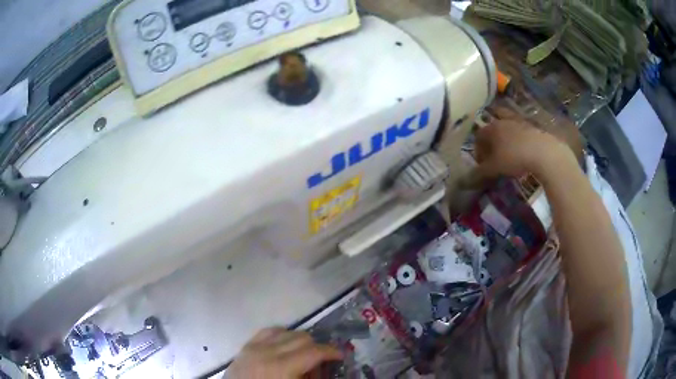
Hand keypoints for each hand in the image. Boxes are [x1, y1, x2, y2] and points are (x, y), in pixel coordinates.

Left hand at [228, 328, 342, 378]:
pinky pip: (269, 331)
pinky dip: (282, 336)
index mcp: (281, 367)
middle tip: (320, 364)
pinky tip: (284, 347)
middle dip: (317, 348)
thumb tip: (324, 370)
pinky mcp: (246, 346)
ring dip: (300, 341)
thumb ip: (312, 378)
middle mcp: (267, 351)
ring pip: (287, 331)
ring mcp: (254, 346)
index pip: (314, 351)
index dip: (332, 352)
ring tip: (302, 356)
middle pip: (302, 338)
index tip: (341, 356)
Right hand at [469, 107, 576, 183]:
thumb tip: (463, 181)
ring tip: (508, 152)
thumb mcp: (494, 168)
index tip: (482, 165)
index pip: (478, 136)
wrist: (543, 152)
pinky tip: (522, 150)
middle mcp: (502, 121)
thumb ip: (479, 173)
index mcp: (491, 128)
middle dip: (490, 142)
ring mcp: (518, 122)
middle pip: (492, 129)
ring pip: (507, 127)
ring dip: (505, 138)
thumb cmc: (514, 157)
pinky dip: (518, 139)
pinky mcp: (532, 126)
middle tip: (494, 156)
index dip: (478, 151)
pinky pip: (520, 130)